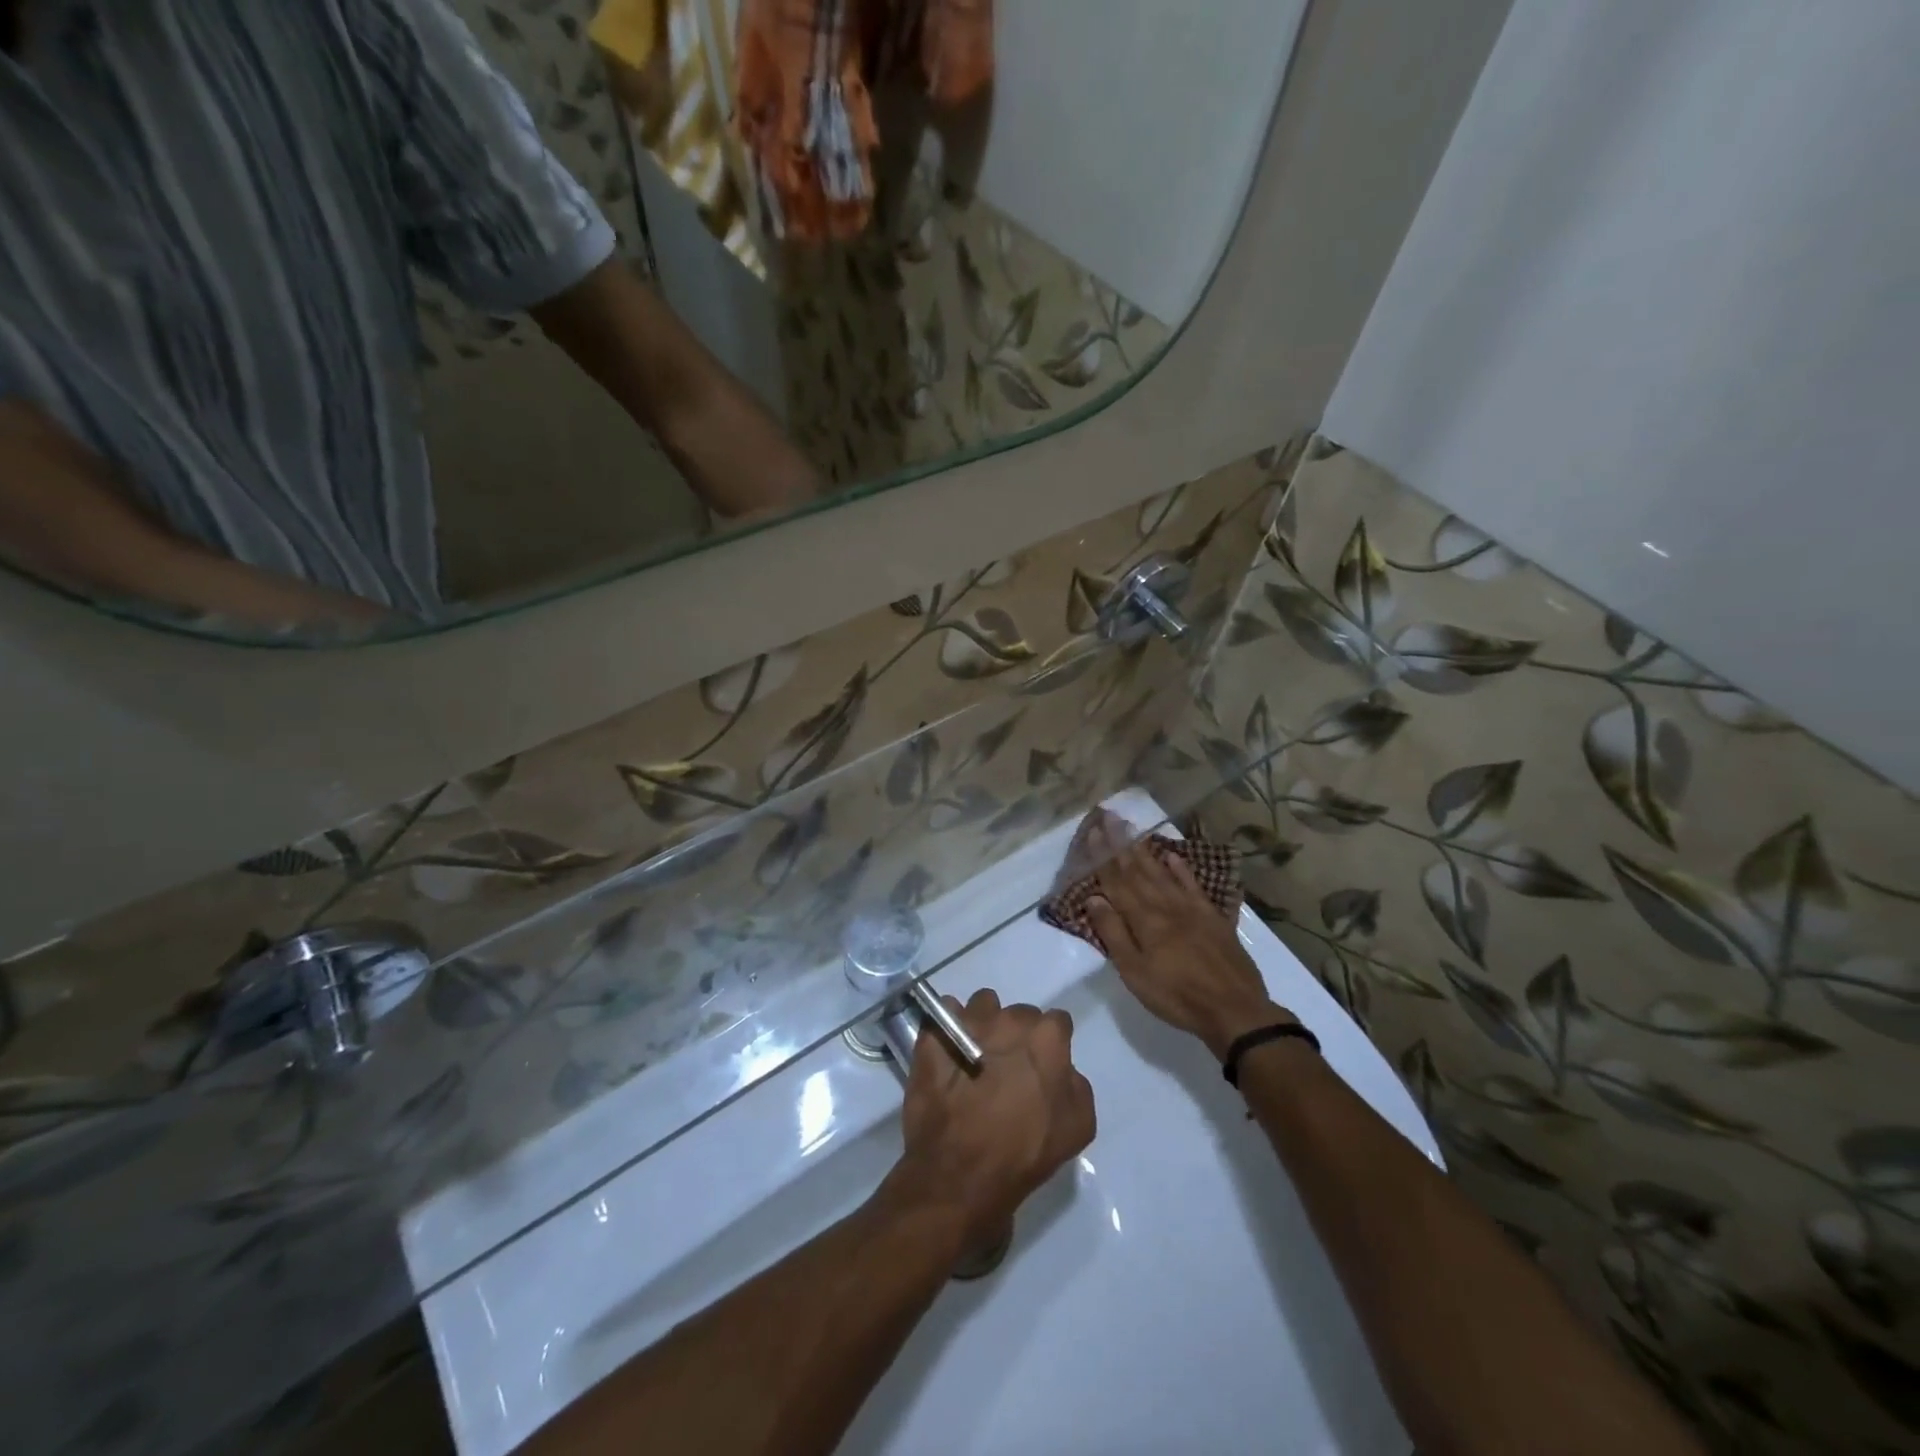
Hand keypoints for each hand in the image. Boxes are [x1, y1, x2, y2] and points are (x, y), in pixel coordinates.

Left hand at [887, 989, 1095, 1253]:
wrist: (960, 1175)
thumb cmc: (1024, 1154)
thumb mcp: (1077, 1128)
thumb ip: (1076, 1086)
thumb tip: (1063, 1071)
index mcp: (1046, 1038)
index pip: (1057, 1023)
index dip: (1051, 1045)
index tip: (1043, 1066)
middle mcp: (1008, 1019)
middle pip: (1019, 1014)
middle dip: (1017, 1034)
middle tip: (1009, 1068)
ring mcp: (968, 1023)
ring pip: (982, 1005)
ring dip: (983, 1023)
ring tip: (976, 1056)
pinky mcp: (935, 1036)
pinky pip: (944, 1015)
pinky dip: (947, 1029)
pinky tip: (948, 1054)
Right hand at [1080, 809, 1295, 1059]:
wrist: (1234, 1009)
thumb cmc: (1176, 995)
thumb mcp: (1135, 972)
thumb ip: (1114, 933)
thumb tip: (1094, 898)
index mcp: (1144, 919)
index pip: (1117, 882)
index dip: (1103, 858)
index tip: (1093, 832)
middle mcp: (1165, 905)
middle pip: (1138, 870)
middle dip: (1120, 844)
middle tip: (1109, 817)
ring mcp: (1191, 908)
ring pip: (1162, 873)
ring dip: (1145, 851)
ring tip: (1132, 829)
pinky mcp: (1212, 916)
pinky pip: (1192, 884)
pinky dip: (1181, 869)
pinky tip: (1172, 855)